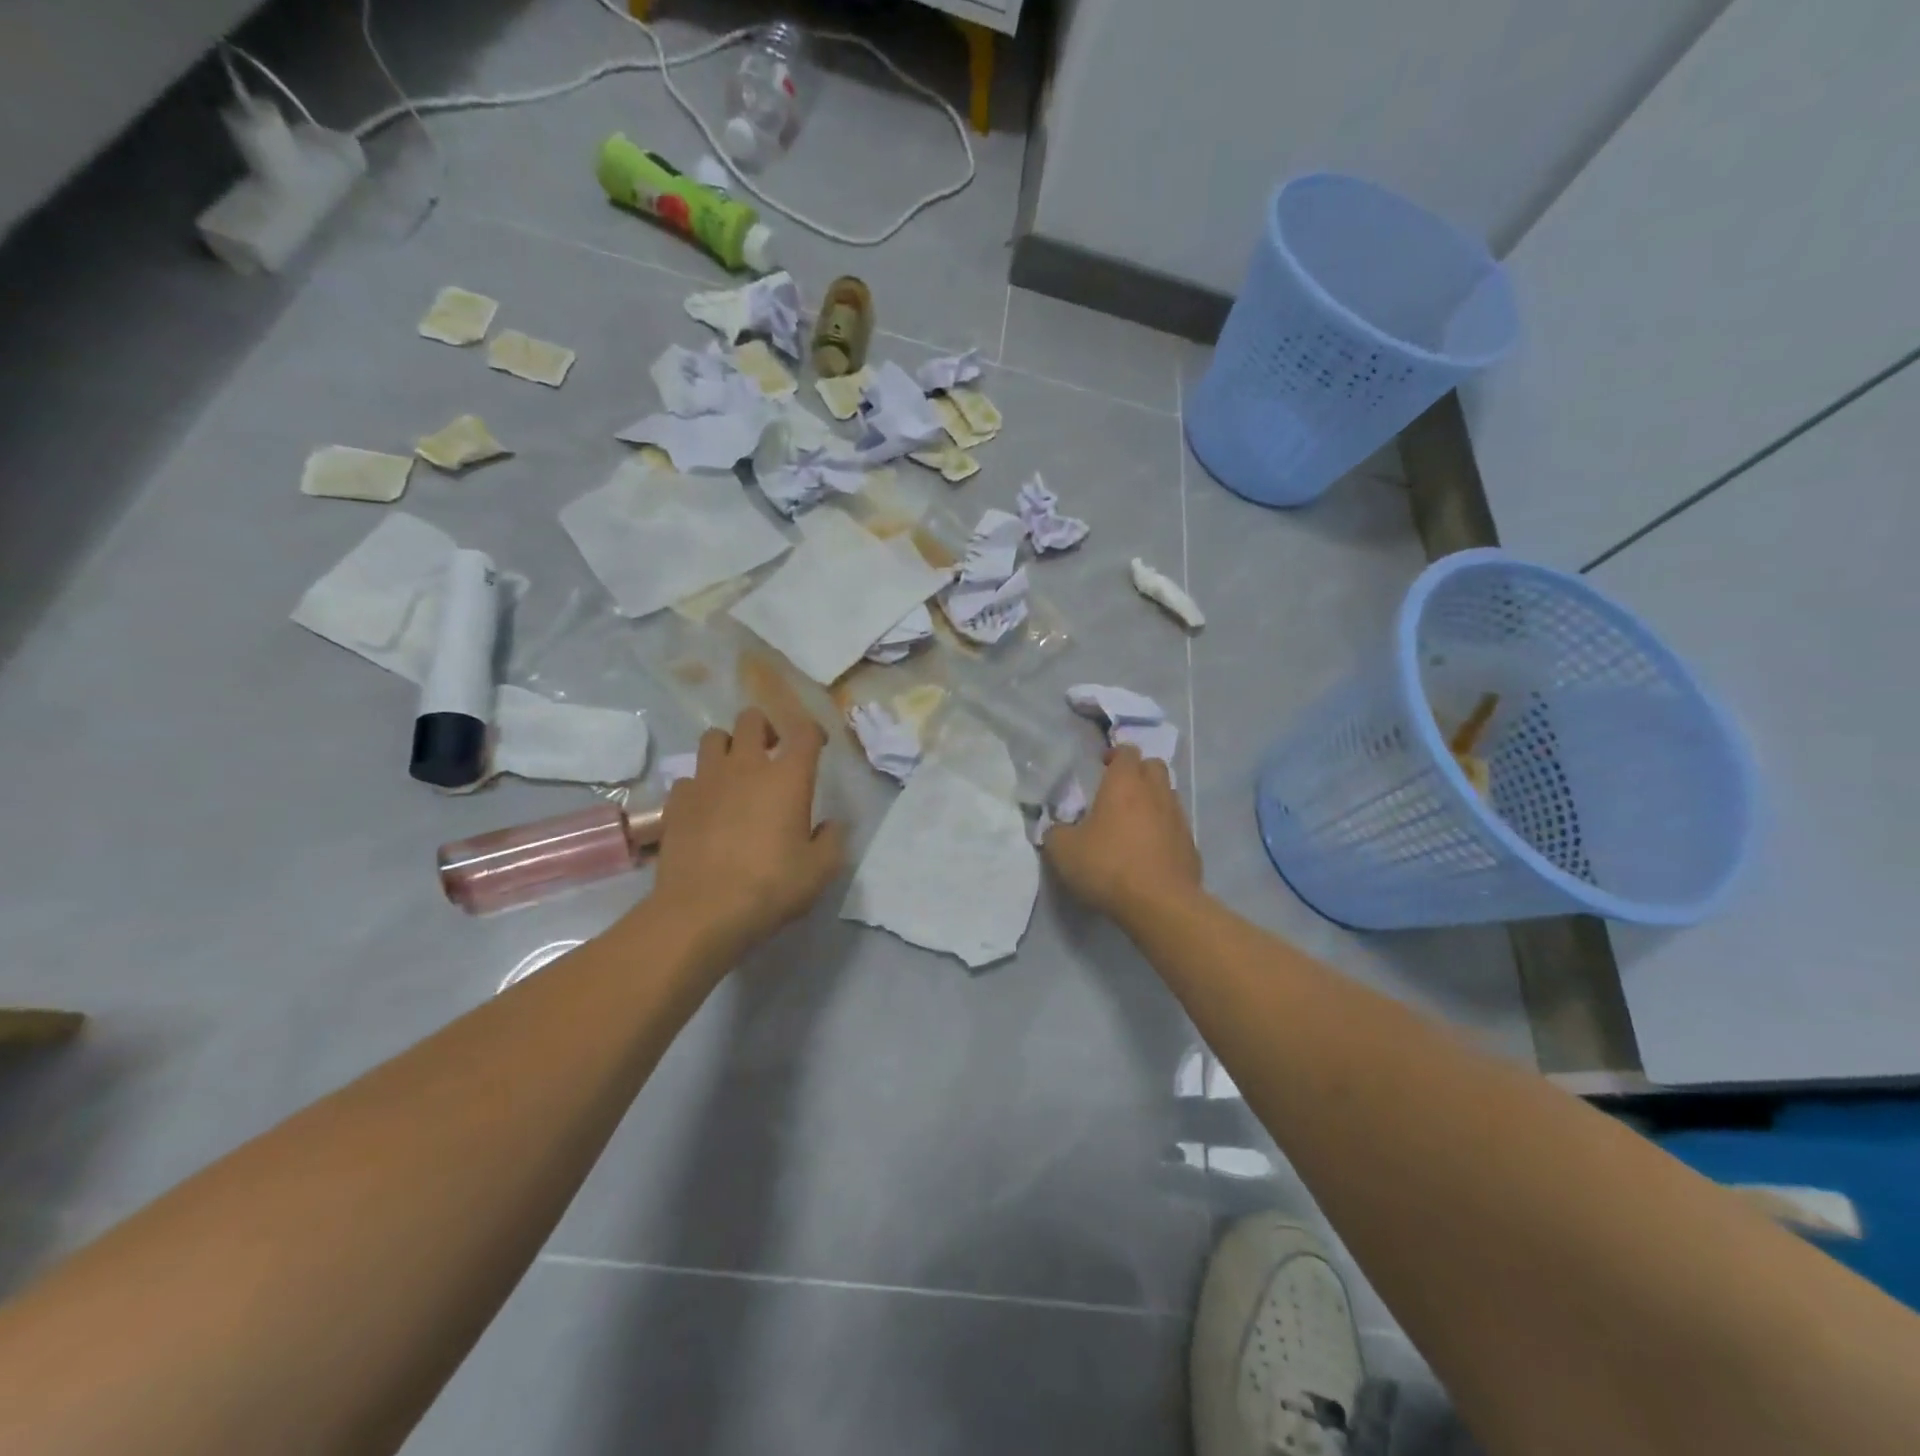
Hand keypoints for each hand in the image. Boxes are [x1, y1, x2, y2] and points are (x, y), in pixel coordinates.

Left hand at [647, 689, 846, 965]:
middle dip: (765, 728)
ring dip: (728, 747)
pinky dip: (700, 785)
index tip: (817, 746)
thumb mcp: (820, 870)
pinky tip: (707, 807)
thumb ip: (831, 840)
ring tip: (736, 773)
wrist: (702, 912)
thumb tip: (829, 825)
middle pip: (751, 719)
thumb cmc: (770, 887)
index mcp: (787, 777)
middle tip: (772, 753)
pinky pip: (689, 777)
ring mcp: (705, 780)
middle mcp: (745, 766)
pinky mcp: (676, 802)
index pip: (803, 731)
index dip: (813, 732)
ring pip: (713, 738)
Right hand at [1043, 746, 1201, 925]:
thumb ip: (1056, 832)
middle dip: (1138, 771)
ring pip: (1169, 795)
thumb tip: (1058, 829)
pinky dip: (1164, 830)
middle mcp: (1156, 793)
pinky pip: (1176, 827)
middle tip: (1119, 790)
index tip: (1102, 766)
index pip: (1127, 752)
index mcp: (1125, 784)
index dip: (1115, 755)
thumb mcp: (1063, 850)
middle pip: (1154, 766)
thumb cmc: (1107, 866)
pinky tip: (1150, 850)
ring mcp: (1178, 819)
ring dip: (1153, 800)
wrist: (1159, 904)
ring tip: (1134, 821)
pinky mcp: (1191, 846)